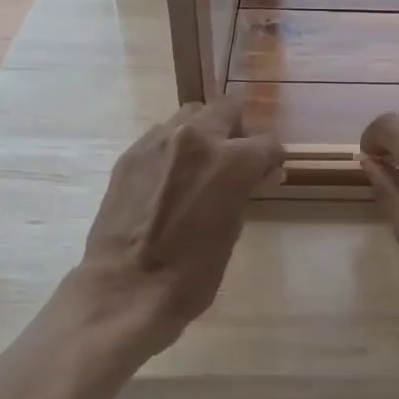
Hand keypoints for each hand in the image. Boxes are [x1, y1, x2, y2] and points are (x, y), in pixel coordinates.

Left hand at [74, 96, 281, 355]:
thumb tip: (259, 175)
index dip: (271, 160)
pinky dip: (173, 148)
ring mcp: (158, 142)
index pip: (268, 143)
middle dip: (238, 129)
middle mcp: (196, 138)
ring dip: (203, 132)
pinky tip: (169, 178)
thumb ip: (246, 191)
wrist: (127, 289)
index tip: (267, 174)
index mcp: (232, 160)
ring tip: (199, 165)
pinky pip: (161, 136)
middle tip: (235, 159)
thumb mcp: (234, 229)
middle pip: (227, 108)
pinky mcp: (130, 155)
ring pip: (191, 115)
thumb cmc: (193, 273)